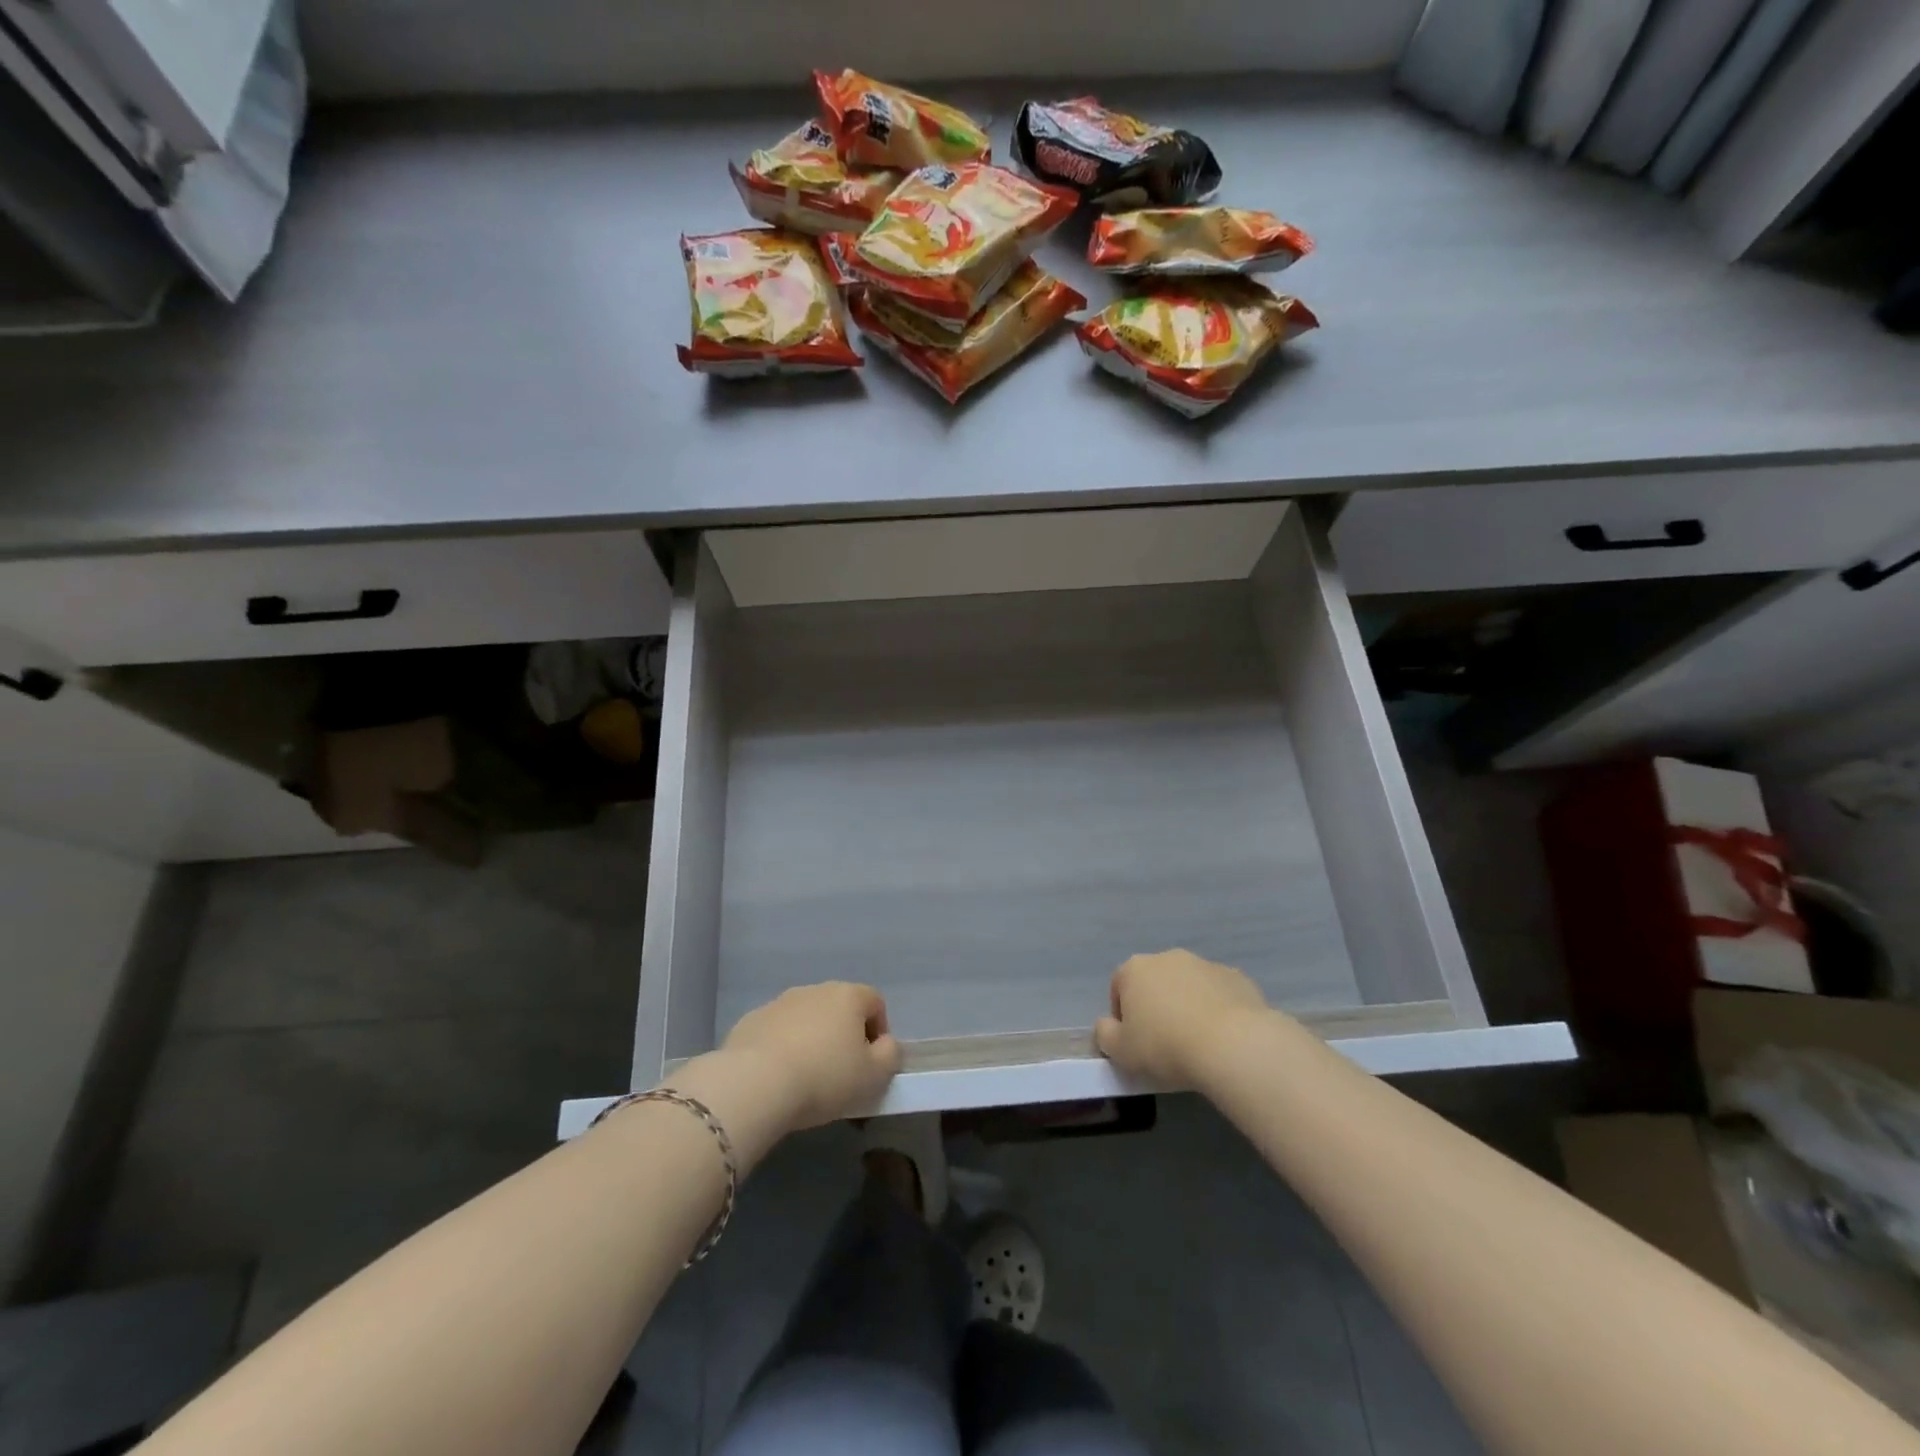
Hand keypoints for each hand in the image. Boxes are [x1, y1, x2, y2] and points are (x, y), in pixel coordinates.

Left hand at [719, 982, 902, 1130]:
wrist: (755, 1084)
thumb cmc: (824, 1078)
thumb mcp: (874, 1076)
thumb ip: (890, 1055)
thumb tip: (885, 1043)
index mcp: (848, 996)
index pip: (875, 1002)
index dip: (879, 1031)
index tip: (872, 1063)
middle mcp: (814, 990)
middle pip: (838, 1008)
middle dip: (843, 1035)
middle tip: (840, 1073)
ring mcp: (779, 1003)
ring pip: (805, 1019)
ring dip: (811, 1040)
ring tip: (806, 1078)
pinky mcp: (750, 1021)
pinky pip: (776, 1032)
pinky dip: (781, 1048)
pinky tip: (777, 1078)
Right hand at [1095, 949, 1271, 1085]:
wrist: (1232, 1045)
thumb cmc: (1166, 1046)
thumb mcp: (1121, 1052)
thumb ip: (1105, 1035)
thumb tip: (1107, 1025)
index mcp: (1135, 969)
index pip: (1119, 987)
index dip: (1122, 1016)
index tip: (1134, 1043)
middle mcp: (1168, 957)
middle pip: (1155, 982)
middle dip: (1157, 1006)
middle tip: (1164, 1042)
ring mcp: (1205, 964)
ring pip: (1188, 986)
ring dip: (1188, 1006)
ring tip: (1197, 1042)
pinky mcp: (1237, 977)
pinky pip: (1218, 994)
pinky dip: (1217, 1010)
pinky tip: (1223, 1037)